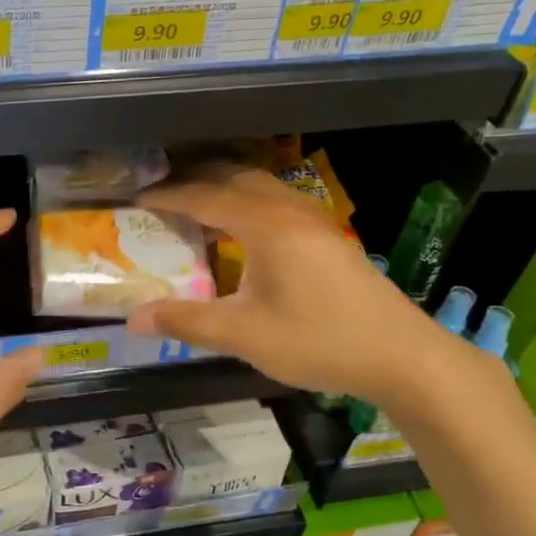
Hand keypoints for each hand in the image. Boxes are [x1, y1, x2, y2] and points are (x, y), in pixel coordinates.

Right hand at [125, 167, 457, 405]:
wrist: (402, 356)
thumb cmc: (319, 340)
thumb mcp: (244, 335)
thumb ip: (187, 322)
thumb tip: (133, 319)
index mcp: (266, 224)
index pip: (205, 197)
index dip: (168, 197)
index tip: (137, 199)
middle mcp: (291, 211)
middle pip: (235, 178)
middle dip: (196, 182)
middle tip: (162, 198)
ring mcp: (316, 221)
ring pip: (262, 189)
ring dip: (225, 191)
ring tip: (197, 211)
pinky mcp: (330, 238)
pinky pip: (278, 204)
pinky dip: (249, 206)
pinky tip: (245, 234)